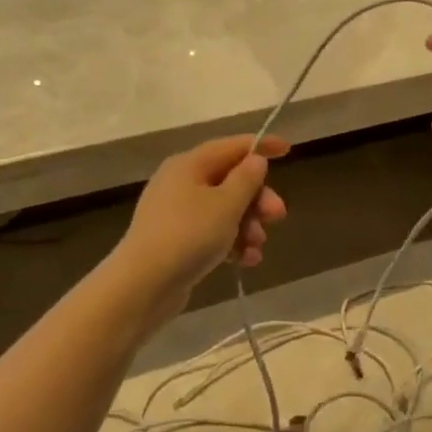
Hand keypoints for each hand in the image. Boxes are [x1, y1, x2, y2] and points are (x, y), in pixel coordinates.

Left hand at [116, 134, 289, 320]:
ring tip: (258, 246)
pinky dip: (232, 242)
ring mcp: (177, 213)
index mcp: (189, 165)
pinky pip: (212, 233)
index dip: (261, 146)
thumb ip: (246, 179)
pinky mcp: (177, 241)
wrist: (143, 285)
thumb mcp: (226, 204)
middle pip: (230, 180)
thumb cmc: (188, 235)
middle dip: (258, 199)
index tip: (289, 150)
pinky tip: (247, 261)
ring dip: (248, 225)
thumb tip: (256, 159)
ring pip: (224, 210)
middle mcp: (180, 183)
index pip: (231, 146)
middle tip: (278, 216)